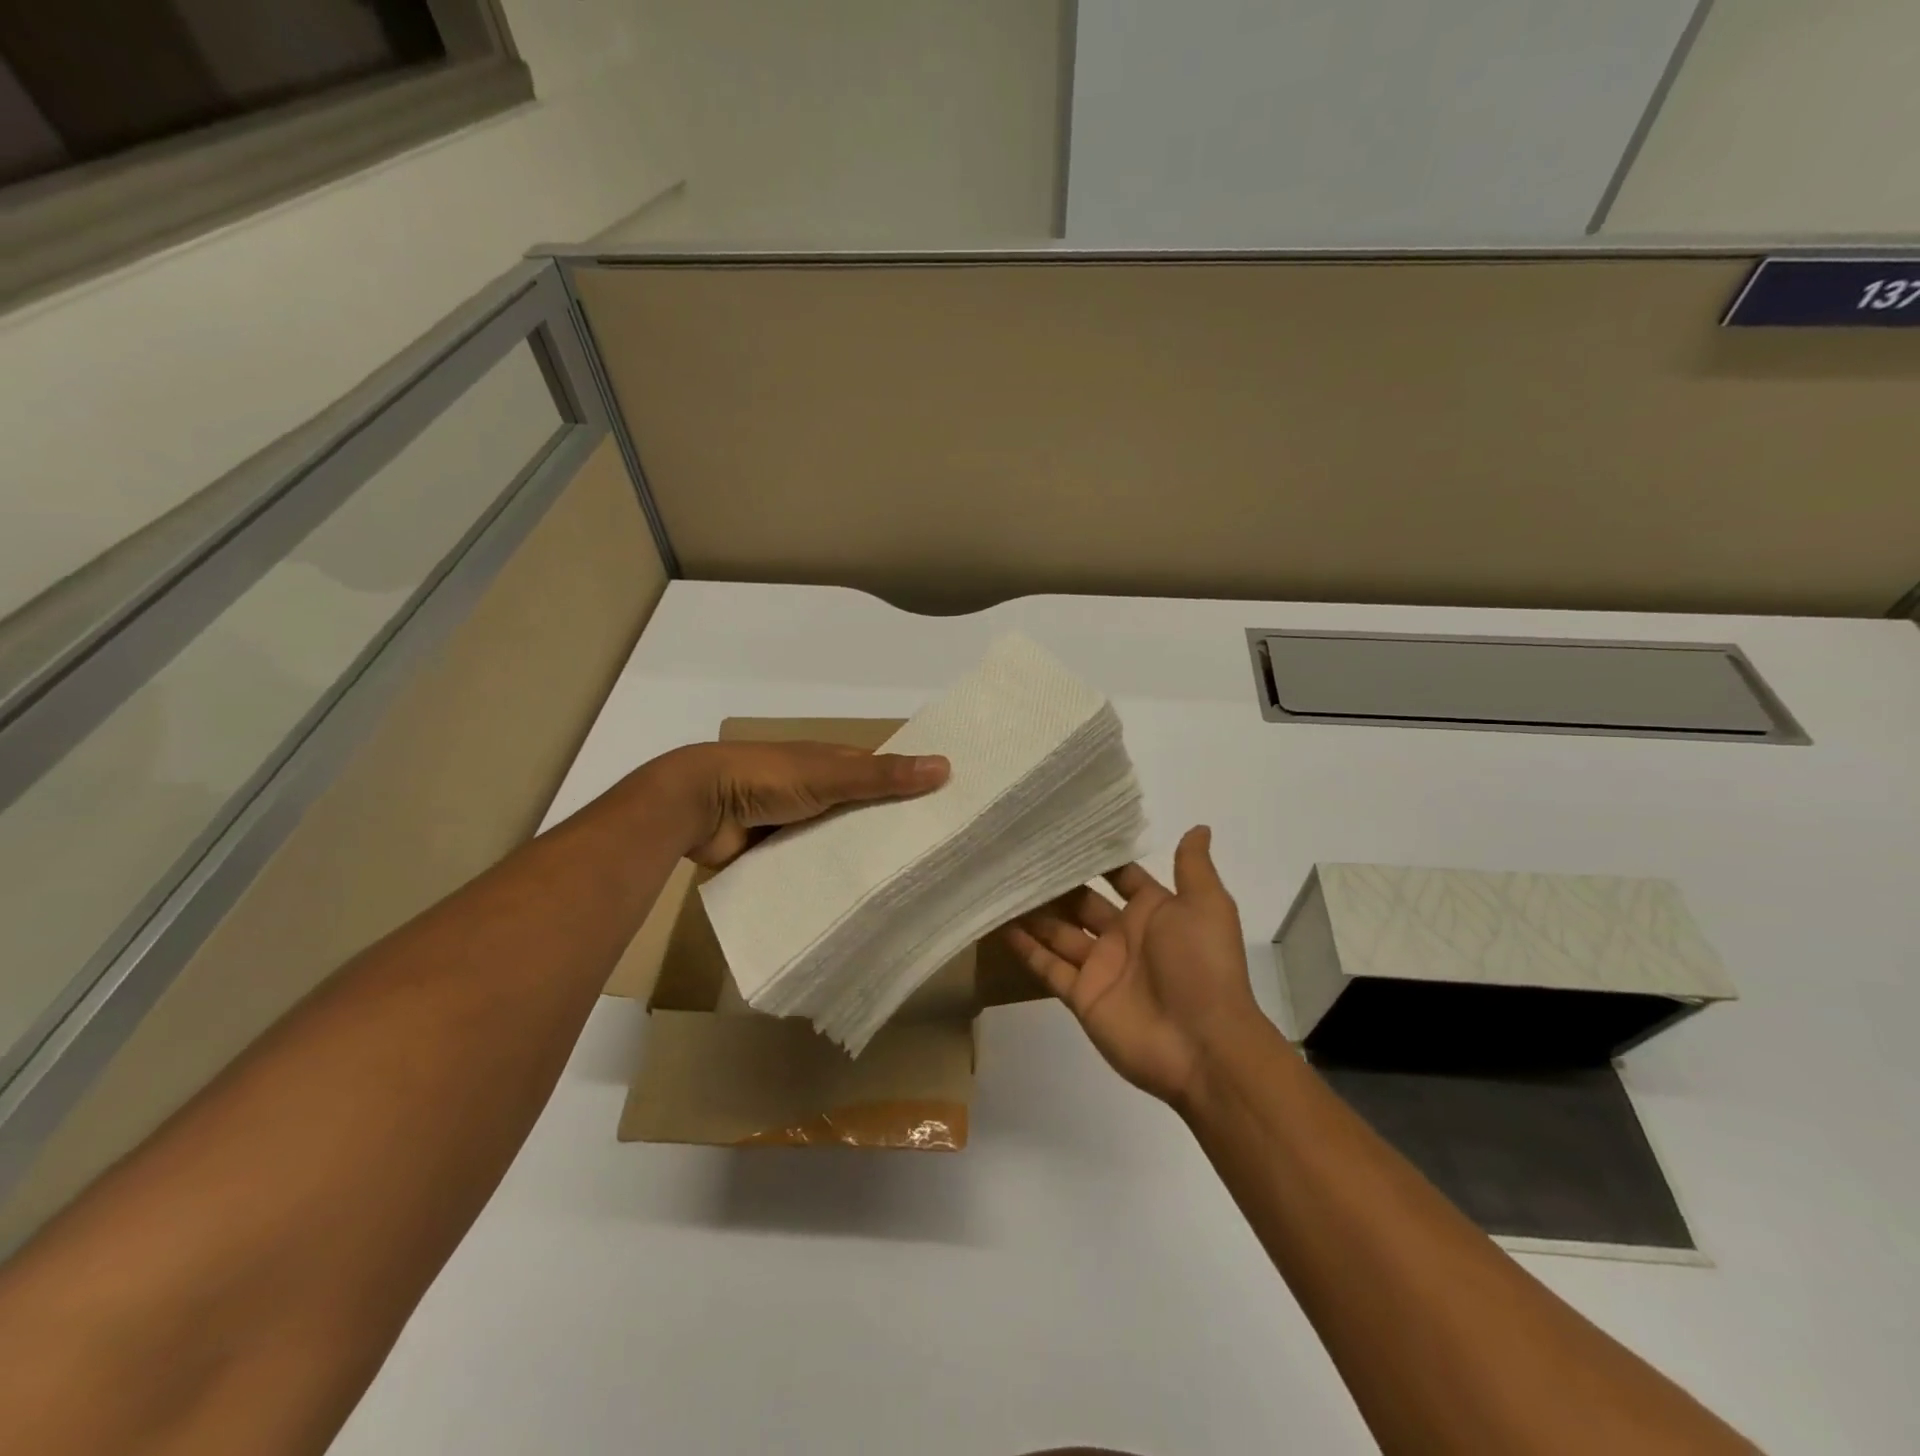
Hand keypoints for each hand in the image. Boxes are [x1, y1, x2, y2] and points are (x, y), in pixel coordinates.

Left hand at [643, 740, 948, 866]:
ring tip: (907, 890)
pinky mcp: (779, 854)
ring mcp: (799, 823)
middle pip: (865, 812)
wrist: (697, 806)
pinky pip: (814, 866)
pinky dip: (831, 878)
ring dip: (861, 858)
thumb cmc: (767, 777)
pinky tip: (859, 902)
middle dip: (892, 831)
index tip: (953, 812)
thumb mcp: (831, 774)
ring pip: (840, 842)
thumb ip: (883, 776)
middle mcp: (820, 791)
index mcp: (834, 763)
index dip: (915, 789)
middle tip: (938, 862)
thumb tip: (946, 766)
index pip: (885, 775)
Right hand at [1004, 825, 1259, 1104]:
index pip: (1120, 877)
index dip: (1096, 858)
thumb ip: (1194, 867)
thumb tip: (1199, 827)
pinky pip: (1048, 967)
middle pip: (1082, 902)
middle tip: (1020, 856)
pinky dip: (1026, 948)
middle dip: (1056, 883)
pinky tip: (1000, 925)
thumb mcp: (1207, 907)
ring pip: (1059, 931)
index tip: (1063, 832)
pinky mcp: (1082, 996)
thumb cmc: (1203, 966)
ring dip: (1034, 912)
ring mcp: (1100, 966)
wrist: (1203, 1045)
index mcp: (1154, 911)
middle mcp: (1124, 935)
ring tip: (1002, 884)